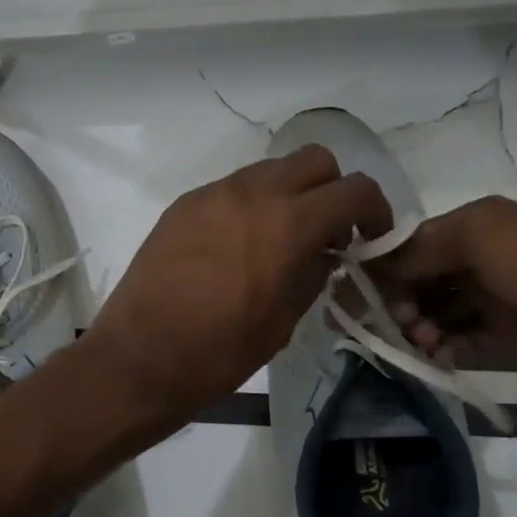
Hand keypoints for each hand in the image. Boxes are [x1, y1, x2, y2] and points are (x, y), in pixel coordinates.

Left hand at [83, 146, 391, 424]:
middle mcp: (251, 193)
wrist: (141, 356)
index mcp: (288, 223)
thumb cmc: (220, 351)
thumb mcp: (284, 320)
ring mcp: (211, 194)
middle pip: (313, 160)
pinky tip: (238, 245)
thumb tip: (325, 251)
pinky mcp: (182, 205)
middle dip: (331, 190)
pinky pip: (230, 189)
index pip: (353, 190)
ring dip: (288, 194)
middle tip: (328, 232)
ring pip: (269, 170)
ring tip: (280, 240)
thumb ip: (314, 273)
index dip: (375, 211)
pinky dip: (249, 205)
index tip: (371, 237)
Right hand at [369, 196, 516, 393]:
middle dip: (399, 300)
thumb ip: (422, 249)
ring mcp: (502, 297)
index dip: (382, 268)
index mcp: (476, 226)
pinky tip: (436, 357)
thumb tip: (374, 264)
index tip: (355, 295)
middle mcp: (485, 257)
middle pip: (423, 279)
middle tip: (391, 325)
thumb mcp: (481, 238)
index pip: (411, 245)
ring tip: (418, 343)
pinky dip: (448, 346)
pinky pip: (468, 338)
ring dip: (421, 325)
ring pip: (442, 310)